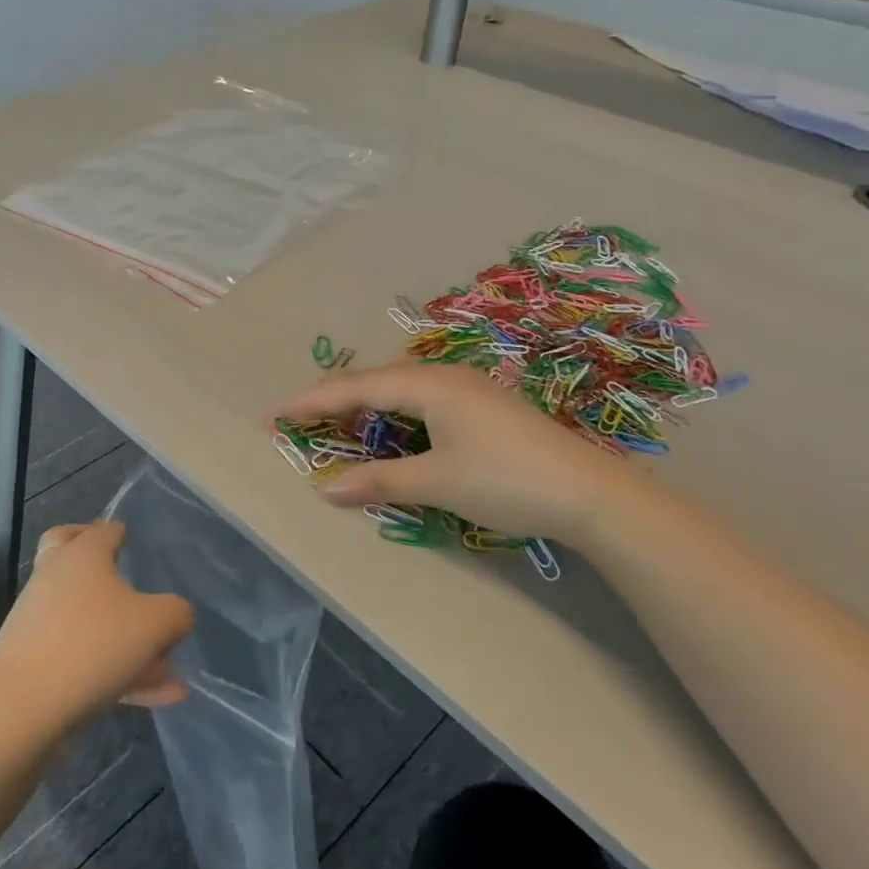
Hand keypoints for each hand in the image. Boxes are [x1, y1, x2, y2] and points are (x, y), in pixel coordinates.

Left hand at [0, 522, 193, 727]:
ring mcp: (41, 623)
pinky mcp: (36, 664)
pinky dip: (118, 673)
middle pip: (68, 556)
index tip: (128, 536)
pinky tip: (157, 698)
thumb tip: (175, 616)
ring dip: (123, 637)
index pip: (102, 531)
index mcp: (83, 556)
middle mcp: (57, 580)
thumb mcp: (156, 623)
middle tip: (117, 569)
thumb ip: (176, 614)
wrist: (21, 705)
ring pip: (85, 618)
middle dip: (98, 563)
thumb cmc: (93, 644)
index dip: (118, 531)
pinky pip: (85, 660)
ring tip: (167, 669)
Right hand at [279, 361, 641, 548]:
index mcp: (429, 385)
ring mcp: (469, 388)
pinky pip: (424, 399)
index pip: (358, 388)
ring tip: (336, 417)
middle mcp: (446, 376)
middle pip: (378, 381)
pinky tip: (392, 425)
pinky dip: (395, 411)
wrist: (589, 492)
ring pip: (403, 388)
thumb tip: (326, 489)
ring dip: (366, 402)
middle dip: (336, 398)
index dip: (316, 401)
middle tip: (299, 415)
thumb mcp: (436, 482)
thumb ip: (379, 481)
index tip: (279, 413)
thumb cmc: (505, 481)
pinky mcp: (485, 406)